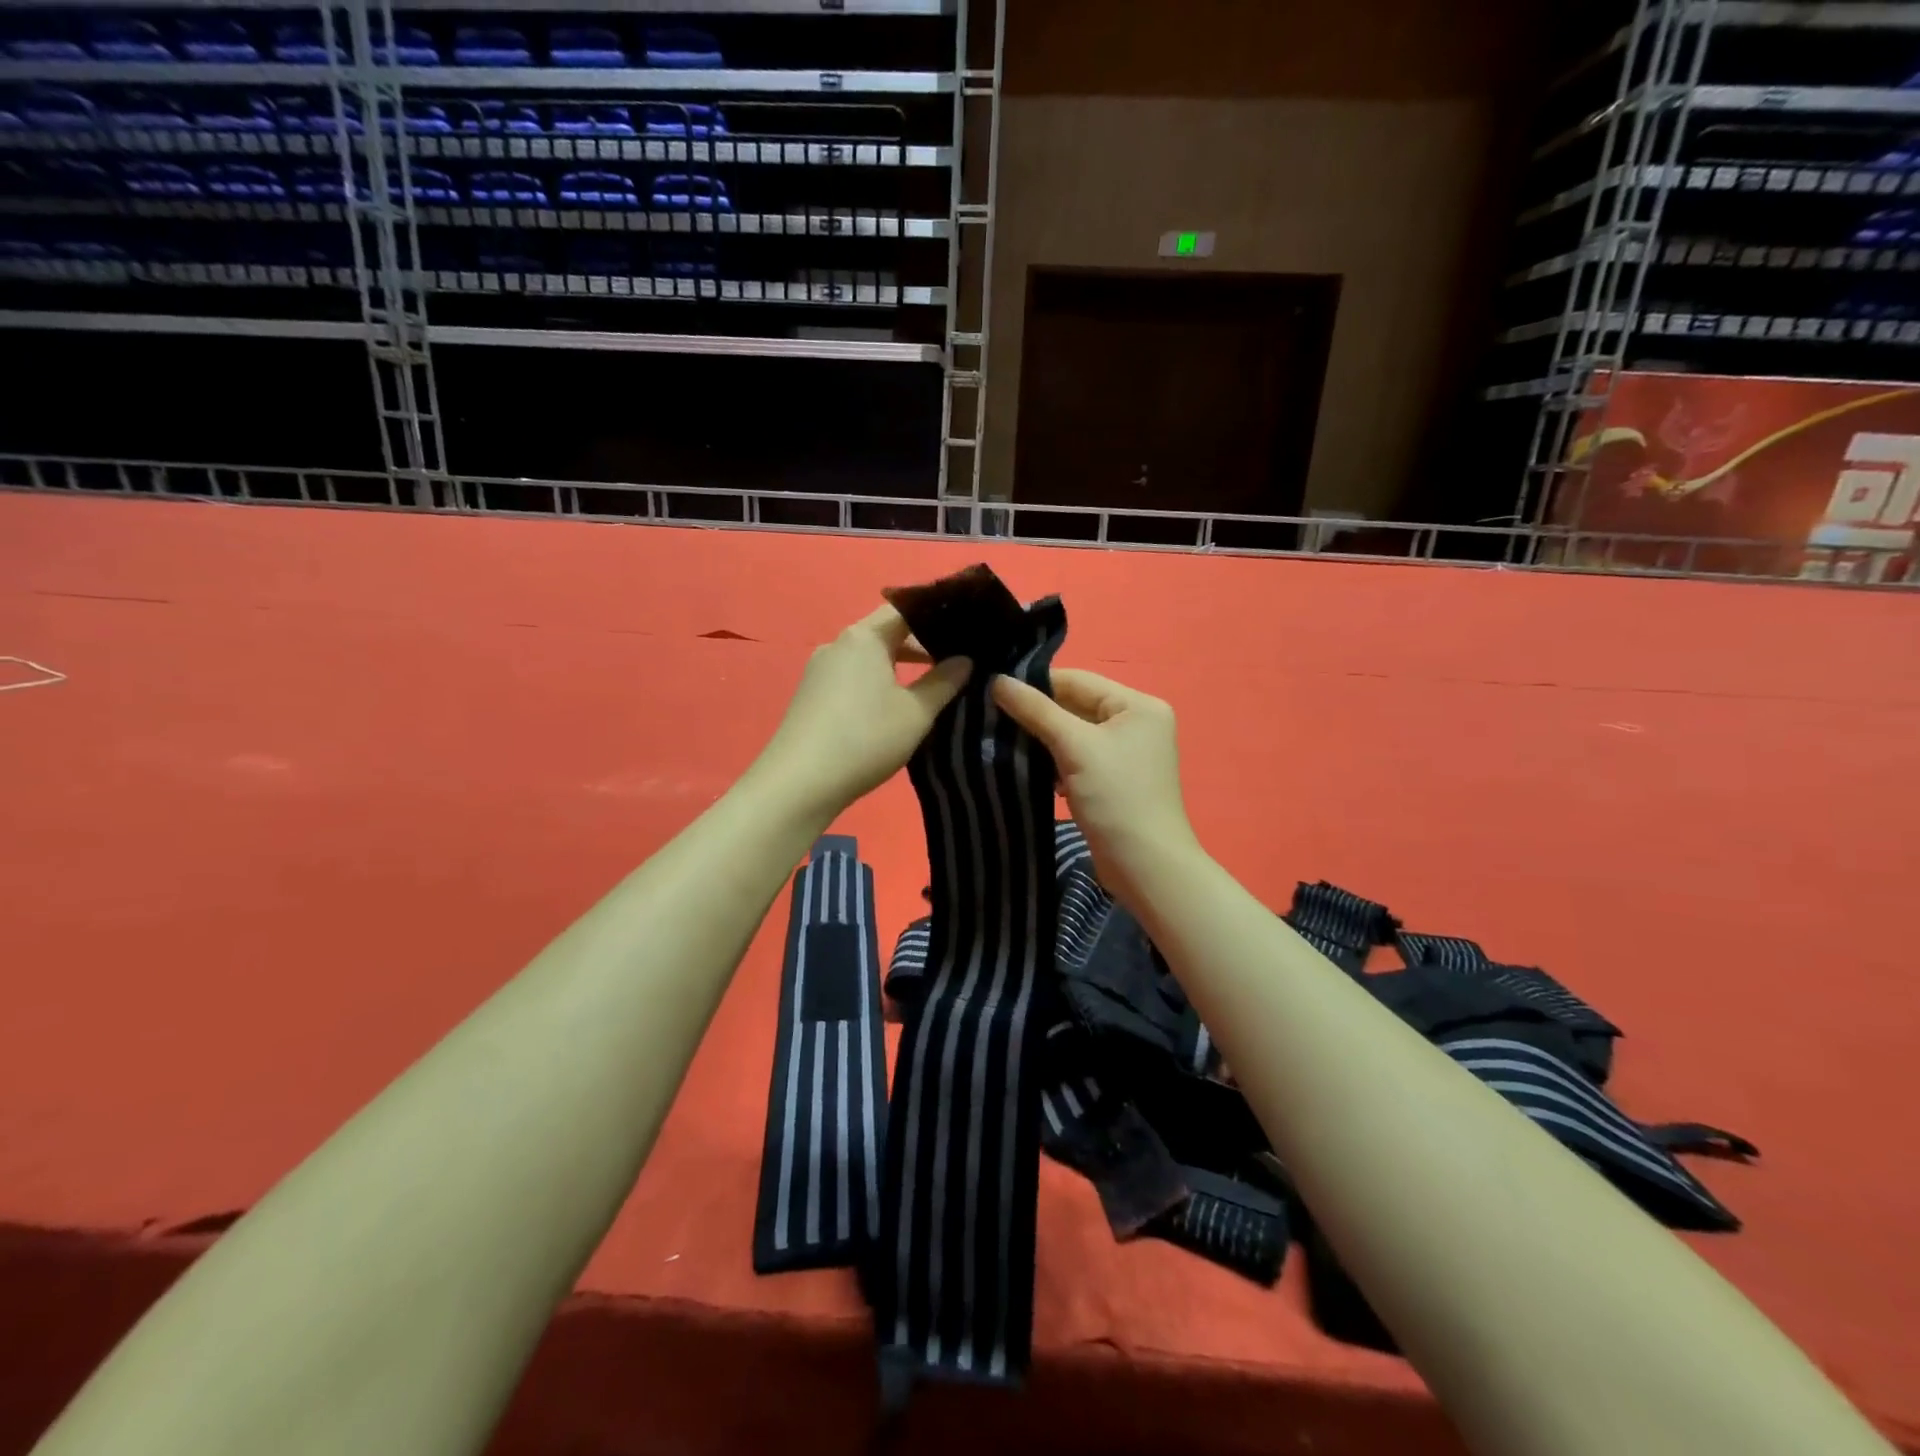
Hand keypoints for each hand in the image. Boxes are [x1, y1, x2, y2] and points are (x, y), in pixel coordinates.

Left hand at [752, 605, 971, 823]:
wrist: (800, 782)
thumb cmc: (866, 738)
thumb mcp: (916, 712)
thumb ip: (943, 682)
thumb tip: (965, 660)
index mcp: (864, 637)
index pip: (906, 609)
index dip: (937, 616)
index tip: (965, 631)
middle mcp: (838, 644)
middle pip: (885, 632)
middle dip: (920, 645)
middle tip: (955, 662)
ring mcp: (819, 670)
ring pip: (868, 657)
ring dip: (897, 667)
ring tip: (929, 686)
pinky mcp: (811, 695)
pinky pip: (851, 677)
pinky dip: (876, 683)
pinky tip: (891, 708)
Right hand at [991, 669, 1198, 912]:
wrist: (1145, 866)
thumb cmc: (1116, 797)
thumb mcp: (1075, 747)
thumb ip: (1036, 710)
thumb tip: (997, 680)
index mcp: (1138, 705)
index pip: (1078, 680)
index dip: (1036, 684)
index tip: (994, 691)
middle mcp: (1137, 722)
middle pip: (1076, 706)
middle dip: (1037, 714)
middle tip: (992, 719)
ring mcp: (1127, 753)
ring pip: (1074, 734)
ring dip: (1043, 740)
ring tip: (1005, 743)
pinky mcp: (1114, 780)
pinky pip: (1078, 758)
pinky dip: (1055, 762)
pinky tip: (1030, 770)